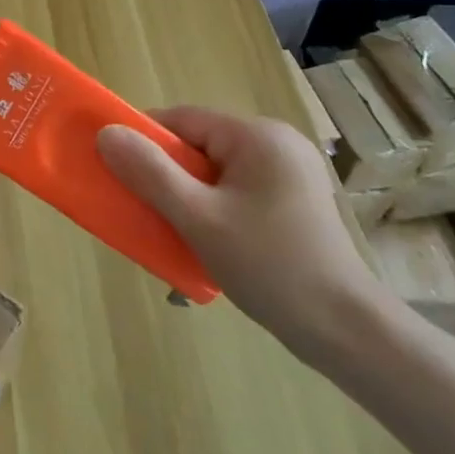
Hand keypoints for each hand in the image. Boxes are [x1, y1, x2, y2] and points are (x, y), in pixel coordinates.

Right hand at [95, 106, 392, 359]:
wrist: (348, 334)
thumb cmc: (270, 266)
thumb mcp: (198, 218)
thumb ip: (149, 172)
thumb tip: (106, 132)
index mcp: (258, 136)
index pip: (181, 120)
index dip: (144, 143)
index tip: (120, 175)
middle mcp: (277, 144)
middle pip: (197, 145)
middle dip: (166, 176)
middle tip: (149, 212)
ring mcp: (290, 173)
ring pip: (213, 171)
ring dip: (187, 196)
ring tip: (177, 232)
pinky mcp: (294, 200)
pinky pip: (234, 190)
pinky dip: (212, 208)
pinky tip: (207, 241)